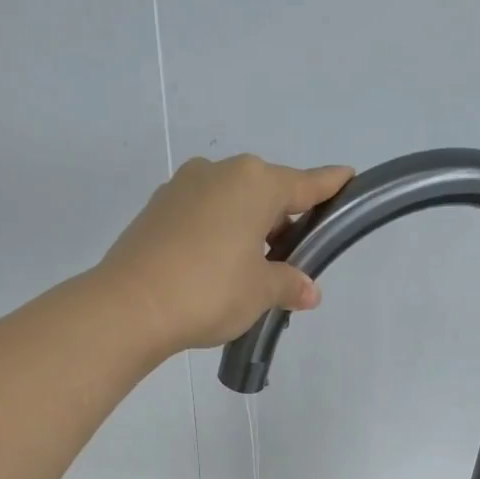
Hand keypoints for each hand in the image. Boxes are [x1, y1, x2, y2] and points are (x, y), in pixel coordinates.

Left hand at [91, 154, 353, 352]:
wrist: (132, 305)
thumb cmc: (211, 291)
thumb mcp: (260, 292)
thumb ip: (288, 284)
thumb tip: (308, 290)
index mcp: (254, 183)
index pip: (304, 184)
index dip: (328, 185)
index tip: (347, 176)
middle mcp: (219, 172)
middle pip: (264, 192)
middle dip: (281, 220)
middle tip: (290, 260)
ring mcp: (182, 187)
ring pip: (230, 203)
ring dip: (246, 229)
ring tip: (250, 271)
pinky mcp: (157, 209)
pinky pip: (202, 215)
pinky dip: (217, 234)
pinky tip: (216, 267)